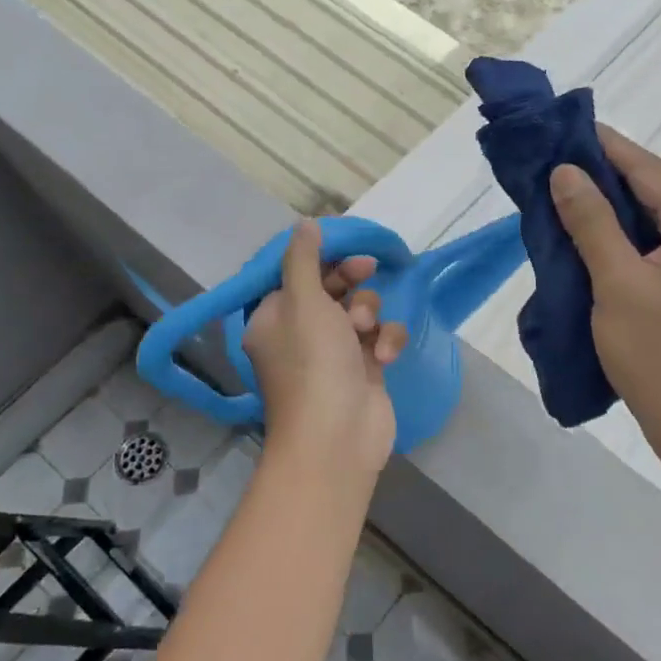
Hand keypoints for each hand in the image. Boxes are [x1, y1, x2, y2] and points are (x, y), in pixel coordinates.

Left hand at [243, 221, 407, 484]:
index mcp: (274, 317)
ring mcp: (334, 354)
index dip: (323, 259)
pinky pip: (380, 338)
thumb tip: (305, 224)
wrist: (338, 436)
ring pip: (361, 311)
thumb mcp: (303, 300)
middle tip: (366, 272)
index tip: (346, 249)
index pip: (297, 274)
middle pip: (332, 289)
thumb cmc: (313, 362)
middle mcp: (300, 334)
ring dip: (370, 314)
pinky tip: (384, 355)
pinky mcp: (364, 370)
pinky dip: (386, 341)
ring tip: (366, 332)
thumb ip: (303, 259)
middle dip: (351, 283)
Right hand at [550, 127, 660, 470]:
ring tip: (580, 199)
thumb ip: (592, 223)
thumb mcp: (617, 285)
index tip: (565, 130)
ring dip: (629, 199)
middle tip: (570, 170)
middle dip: (621, 169)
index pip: (651, 169)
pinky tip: (605, 237)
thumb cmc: (660, 357)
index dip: (607, 147)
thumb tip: (566, 171)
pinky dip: (638, 227)